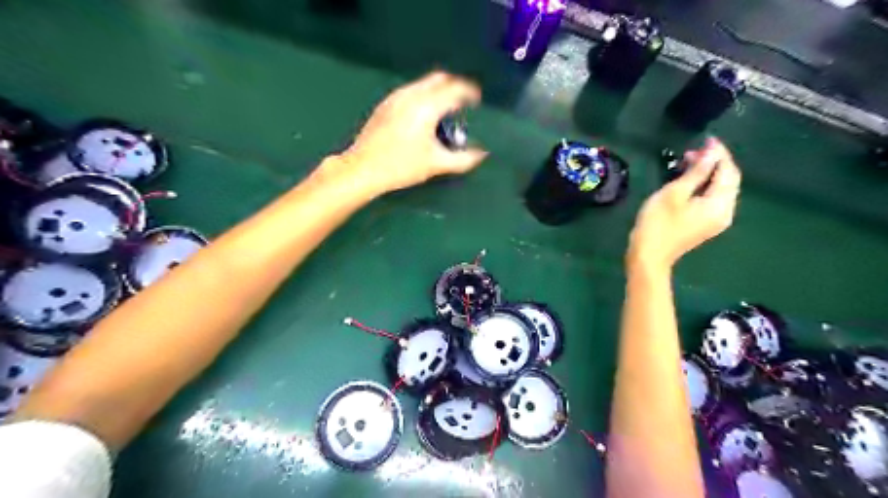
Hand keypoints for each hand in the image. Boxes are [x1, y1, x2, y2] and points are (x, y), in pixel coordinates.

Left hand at [335, 70, 489, 194]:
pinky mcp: (385, 104)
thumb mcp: (436, 164)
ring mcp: (396, 97)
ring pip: (424, 84)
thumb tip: (482, 155)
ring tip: (446, 110)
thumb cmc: (402, 166)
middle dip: (455, 86)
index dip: (470, 92)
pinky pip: (412, 91)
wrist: (363, 168)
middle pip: (439, 78)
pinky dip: (425, 96)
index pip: (455, 89)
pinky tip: (424, 116)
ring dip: (439, 91)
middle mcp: (412, 94)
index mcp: (427, 106)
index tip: (478, 101)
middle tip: (464, 102)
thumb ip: (463, 159)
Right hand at [628, 136, 743, 271]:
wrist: (648, 256)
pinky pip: (711, 199)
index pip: (728, 172)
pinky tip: (688, 181)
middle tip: (694, 150)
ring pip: (719, 190)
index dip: (719, 154)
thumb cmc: (658, 223)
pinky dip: (704, 186)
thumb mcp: (674, 193)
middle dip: (715, 162)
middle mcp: (725, 212)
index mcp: (720, 204)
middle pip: (728, 181)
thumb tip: (712, 154)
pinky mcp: (705, 225)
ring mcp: (715, 220)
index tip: (706, 139)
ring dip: (708, 174)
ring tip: (688, 162)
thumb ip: (696, 172)